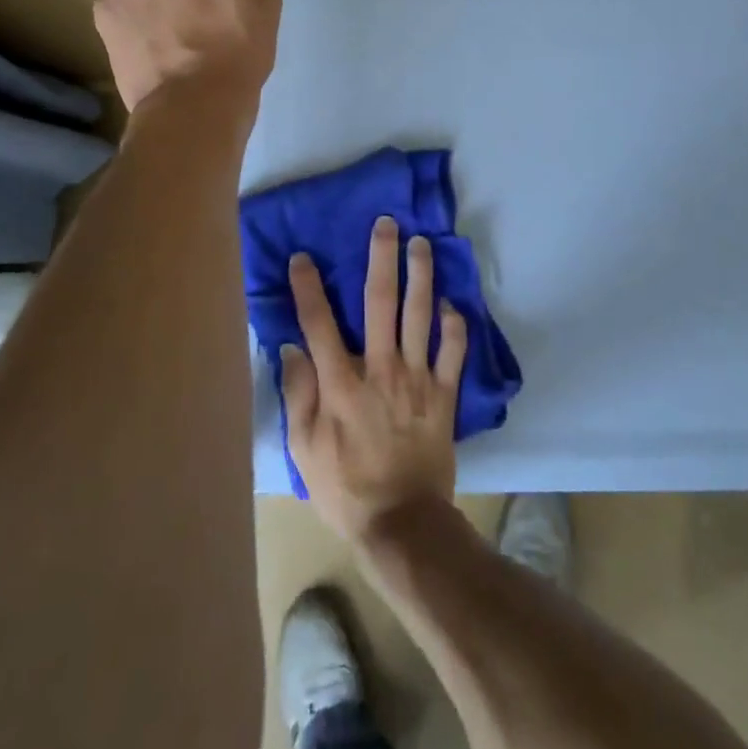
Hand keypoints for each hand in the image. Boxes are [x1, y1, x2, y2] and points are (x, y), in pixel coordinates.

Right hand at [281, 216, 468, 542]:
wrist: (403, 524)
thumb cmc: (345, 488)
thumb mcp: (304, 449)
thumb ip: (298, 395)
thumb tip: (292, 348)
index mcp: (340, 383)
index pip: (319, 323)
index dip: (309, 287)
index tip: (303, 257)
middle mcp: (380, 370)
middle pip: (380, 303)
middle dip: (382, 259)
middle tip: (386, 224)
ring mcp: (417, 380)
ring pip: (421, 316)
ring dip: (421, 276)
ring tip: (422, 243)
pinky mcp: (444, 395)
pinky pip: (454, 351)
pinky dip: (455, 324)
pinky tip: (452, 301)